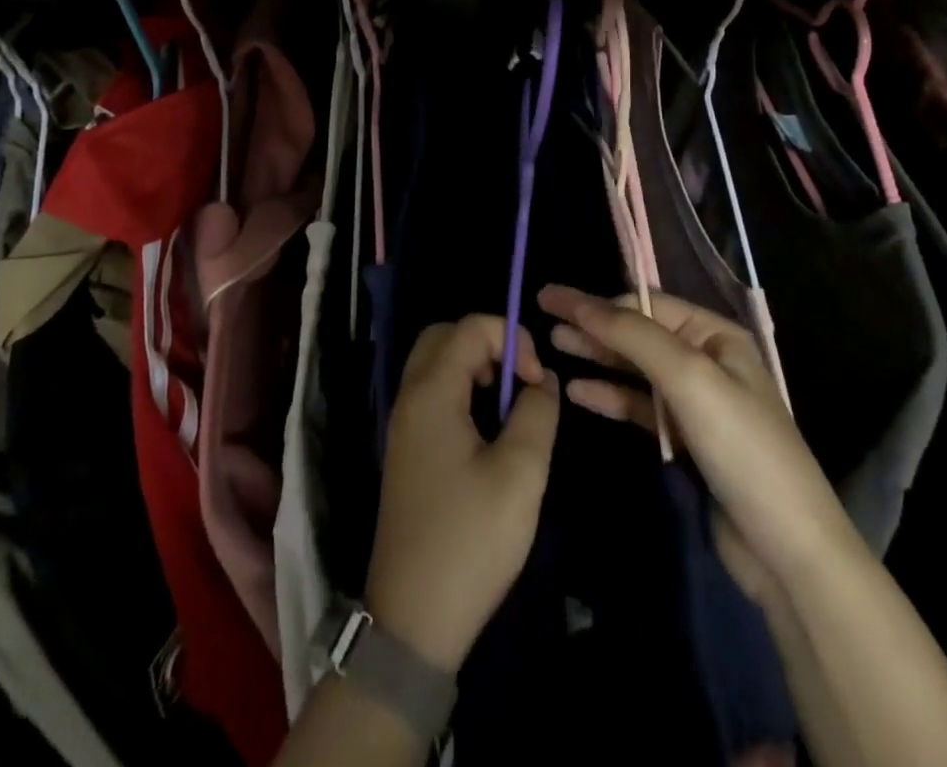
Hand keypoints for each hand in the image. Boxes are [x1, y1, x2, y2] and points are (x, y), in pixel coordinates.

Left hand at [365, 316, 560, 674]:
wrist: (412, 619)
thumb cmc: (470, 540)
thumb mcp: (520, 474)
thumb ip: (537, 413)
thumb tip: (542, 379)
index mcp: (431, 392)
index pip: (470, 327)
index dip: (511, 339)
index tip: (536, 383)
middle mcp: (409, 397)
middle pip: (445, 337)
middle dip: (489, 345)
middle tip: (520, 384)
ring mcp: (404, 425)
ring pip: (437, 365)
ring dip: (476, 369)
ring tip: (510, 409)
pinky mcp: (407, 450)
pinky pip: (433, 395)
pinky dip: (463, 392)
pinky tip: (489, 434)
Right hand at [539, 285, 854, 587]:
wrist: (787, 550)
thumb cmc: (742, 448)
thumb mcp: (688, 378)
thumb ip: (633, 335)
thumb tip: (580, 302)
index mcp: (715, 335)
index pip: (645, 304)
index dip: (596, 300)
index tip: (550, 298)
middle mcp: (705, 360)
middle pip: (637, 333)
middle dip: (592, 326)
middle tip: (542, 321)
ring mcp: (695, 402)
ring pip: (634, 369)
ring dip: (596, 358)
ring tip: (552, 349)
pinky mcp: (685, 441)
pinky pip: (639, 406)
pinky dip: (610, 396)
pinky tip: (578, 392)